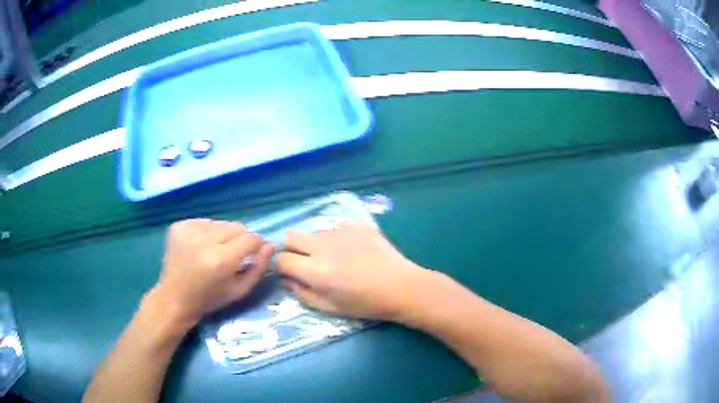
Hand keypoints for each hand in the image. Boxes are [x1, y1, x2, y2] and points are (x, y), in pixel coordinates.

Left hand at [151, 219, 273, 326]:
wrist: (174, 298)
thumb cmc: (209, 299)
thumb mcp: (239, 290)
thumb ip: (259, 267)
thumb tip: (270, 245)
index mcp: (219, 260)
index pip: (250, 238)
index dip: (257, 244)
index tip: (255, 253)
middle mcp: (202, 240)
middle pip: (236, 227)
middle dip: (240, 239)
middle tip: (233, 255)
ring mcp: (188, 230)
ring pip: (221, 223)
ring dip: (224, 235)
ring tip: (216, 251)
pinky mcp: (178, 226)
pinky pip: (205, 222)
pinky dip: (208, 233)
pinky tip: (202, 247)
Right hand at [276, 220, 428, 319]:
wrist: (400, 287)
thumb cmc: (365, 303)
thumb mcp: (330, 308)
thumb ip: (302, 293)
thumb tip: (287, 279)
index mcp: (315, 270)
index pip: (281, 259)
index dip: (282, 267)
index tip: (290, 273)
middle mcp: (323, 246)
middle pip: (290, 236)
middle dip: (291, 249)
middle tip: (305, 261)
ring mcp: (341, 231)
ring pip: (314, 232)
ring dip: (316, 244)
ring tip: (336, 258)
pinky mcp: (357, 224)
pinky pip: (336, 227)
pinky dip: (337, 238)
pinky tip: (353, 249)